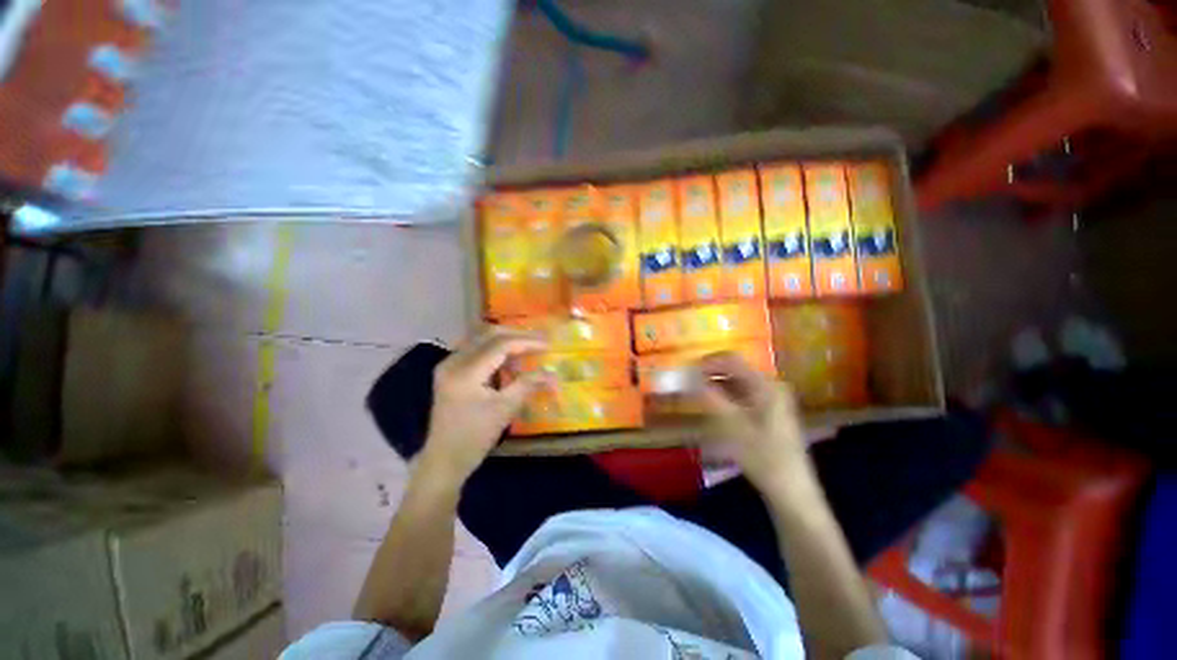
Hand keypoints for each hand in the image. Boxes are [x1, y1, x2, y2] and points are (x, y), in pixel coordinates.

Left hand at [417, 328, 549, 486]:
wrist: (444, 459)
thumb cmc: (475, 437)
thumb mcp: (504, 410)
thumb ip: (528, 385)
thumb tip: (553, 373)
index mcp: (465, 372)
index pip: (500, 345)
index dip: (526, 342)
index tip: (548, 344)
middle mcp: (453, 361)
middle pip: (488, 334)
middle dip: (517, 334)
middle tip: (539, 340)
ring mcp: (449, 364)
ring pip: (480, 338)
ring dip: (505, 338)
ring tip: (528, 345)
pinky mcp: (450, 370)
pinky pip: (475, 348)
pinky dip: (495, 348)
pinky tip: (509, 357)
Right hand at [694, 353, 816, 495]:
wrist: (791, 490)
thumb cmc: (763, 455)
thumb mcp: (732, 425)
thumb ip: (711, 397)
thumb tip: (690, 376)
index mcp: (767, 385)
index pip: (732, 360)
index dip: (708, 362)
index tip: (686, 370)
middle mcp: (771, 386)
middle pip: (735, 370)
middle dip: (711, 373)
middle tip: (689, 382)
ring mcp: (772, 399)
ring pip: (738, 383)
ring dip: (716, 385)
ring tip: (697, 393)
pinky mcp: (770, 412)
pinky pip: (743, 395)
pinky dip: (726, 396)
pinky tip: (713, 405)